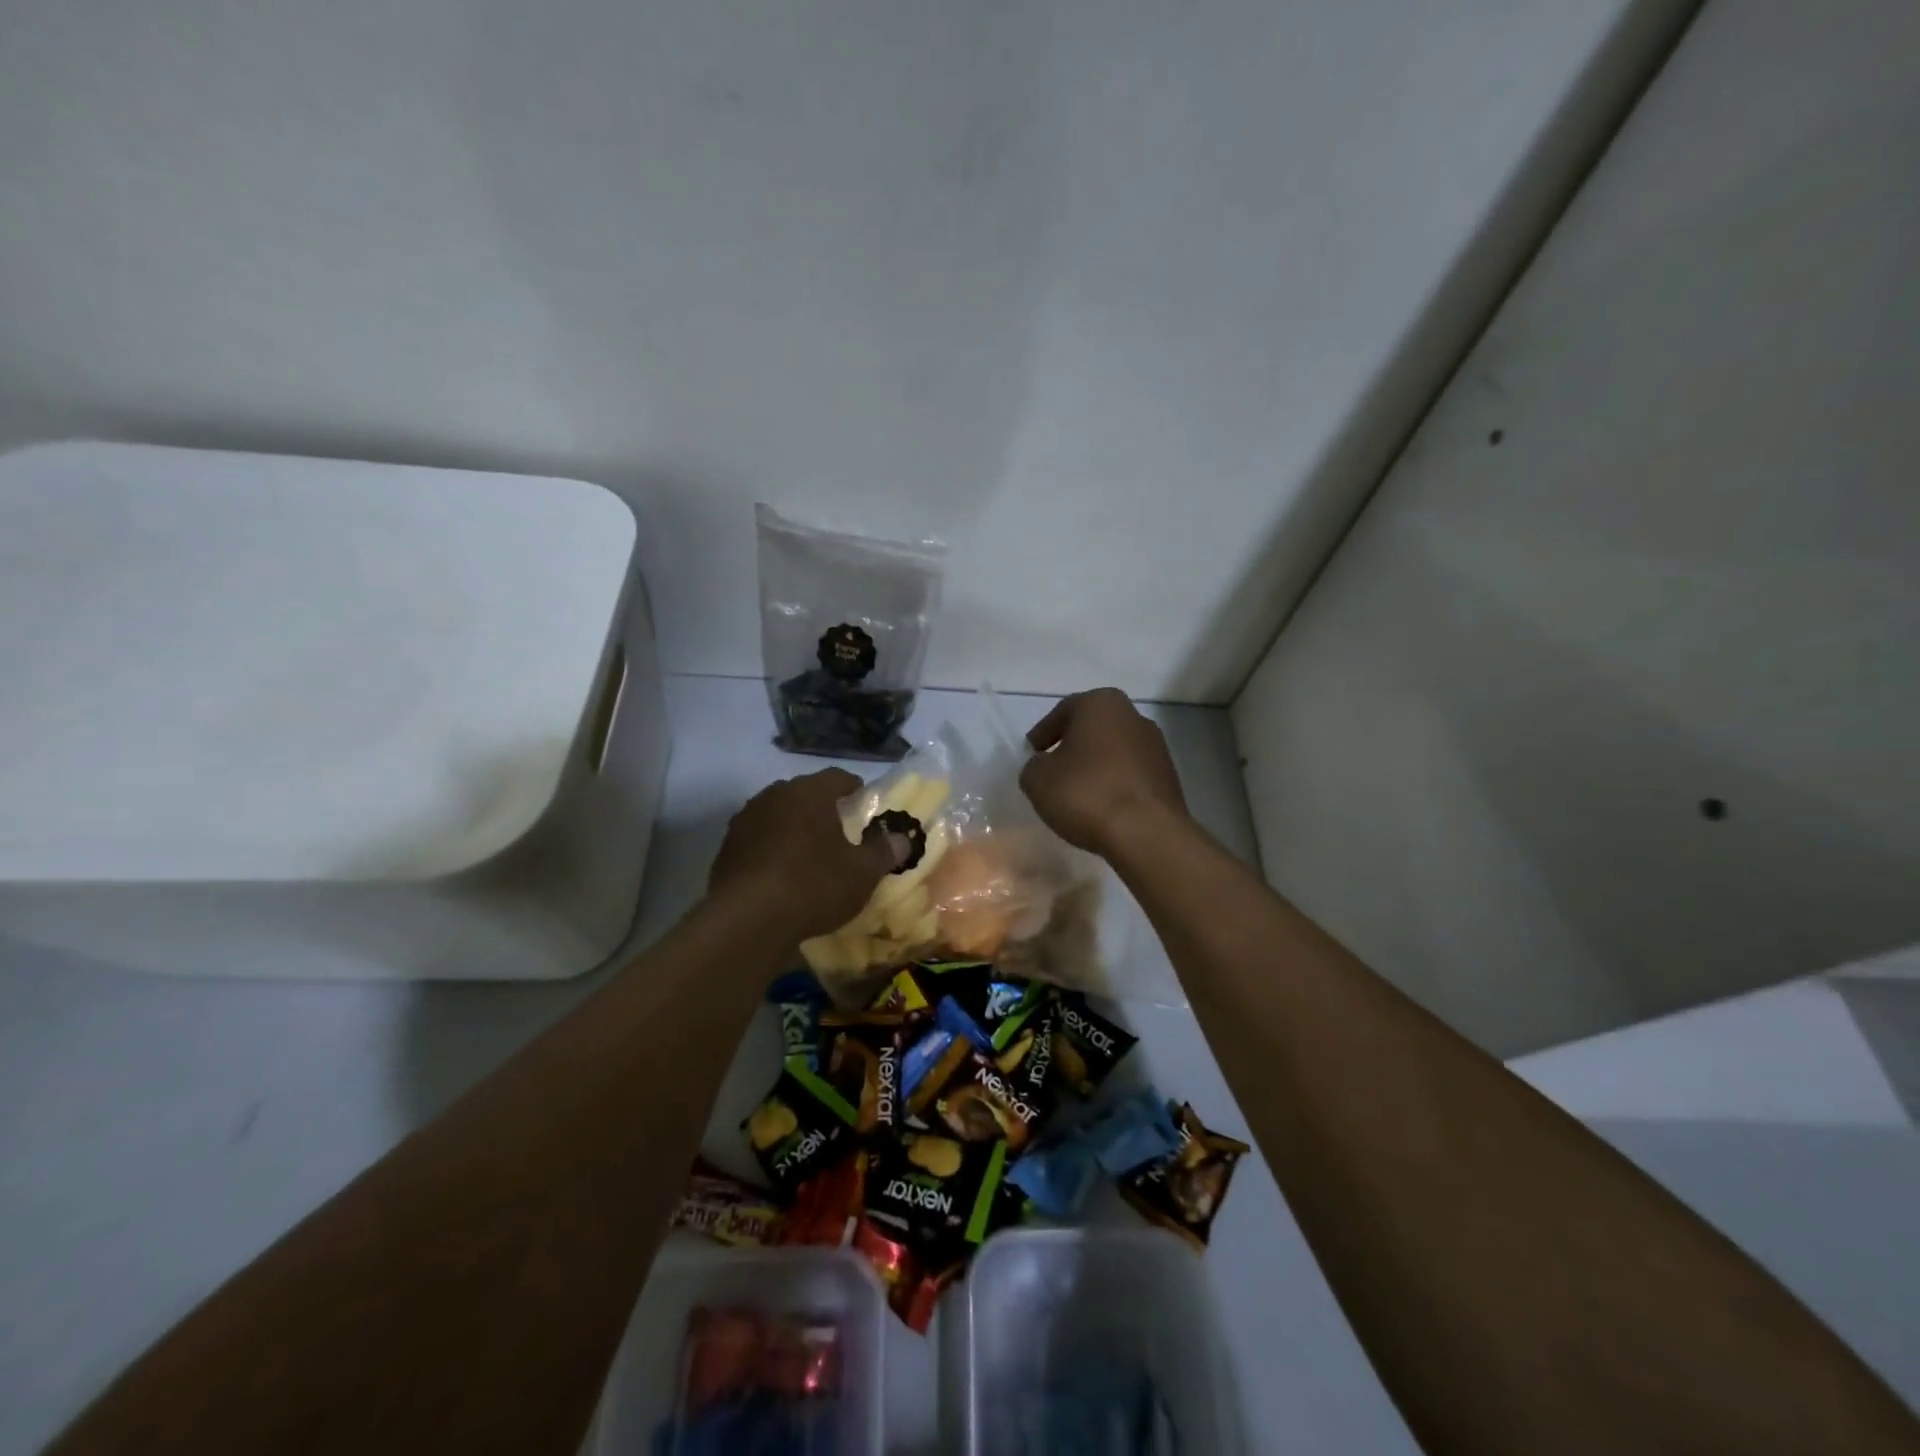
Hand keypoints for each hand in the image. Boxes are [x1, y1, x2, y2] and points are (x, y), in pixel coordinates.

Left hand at [708, 769, 907, 940]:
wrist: (747, 920)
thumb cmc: (814, 885)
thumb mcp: (862, 873)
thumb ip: (884, 851)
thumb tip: (902, 838)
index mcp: (810, 792)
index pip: (838, 777)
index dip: (855, 789)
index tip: (864, 806)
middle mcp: (774, 795)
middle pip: (804, 794)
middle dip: (822, 809)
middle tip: (840, 833)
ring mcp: (745, 820)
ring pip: (778, 816)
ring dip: (794, 829)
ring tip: (809, 856)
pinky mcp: (726, 848)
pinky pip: (757, 840)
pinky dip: (771, 850)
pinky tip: (781, 876)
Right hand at [1020, 688, 1187, 856]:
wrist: (1146, 833)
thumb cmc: (1086, 794)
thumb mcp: (1037, 780)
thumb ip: (1034, 766)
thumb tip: (1044, 766)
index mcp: (1101, 704)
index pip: (1063, 712)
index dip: (1043, 733)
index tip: (1032, 753)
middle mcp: (1133, 716)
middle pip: (1092, 728)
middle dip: (1072, 746)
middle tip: (1053, 768)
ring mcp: (1156, 746)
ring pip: (1113, 750)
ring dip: (1095, 765)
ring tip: (1078, 792)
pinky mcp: (1168, 776)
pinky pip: (1130, 774)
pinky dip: (1114, 783)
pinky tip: (1102, 805)